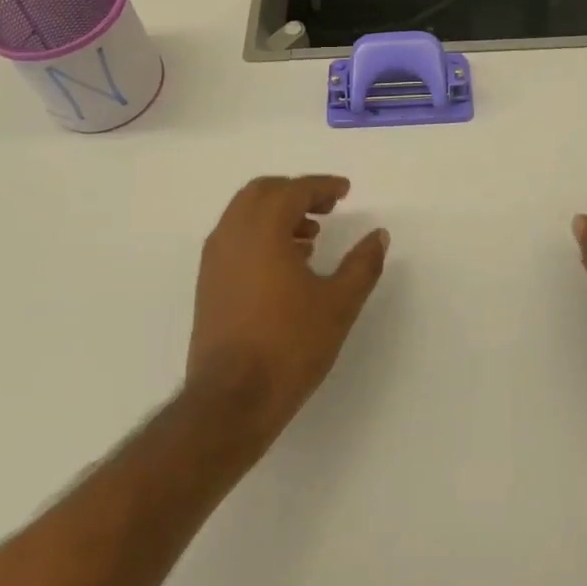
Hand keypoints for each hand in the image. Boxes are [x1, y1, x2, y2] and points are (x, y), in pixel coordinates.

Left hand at [186, 175, 388, 443]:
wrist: (231, 399)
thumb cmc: (289, 345)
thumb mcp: (338, 304)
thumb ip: (362, 264)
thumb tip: (379, 235)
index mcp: (263, 229)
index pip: (294, 190)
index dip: (322, 186)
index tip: (344, 191)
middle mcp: (232, 234)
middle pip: (262, 192)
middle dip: (296, 192)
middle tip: (326, 207)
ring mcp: (214, 258)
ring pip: (244, 214)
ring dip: (277, 214)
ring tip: (310, 237)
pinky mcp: (207, 283)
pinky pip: (234, 238)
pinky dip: (260, 234)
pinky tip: (285, 264)